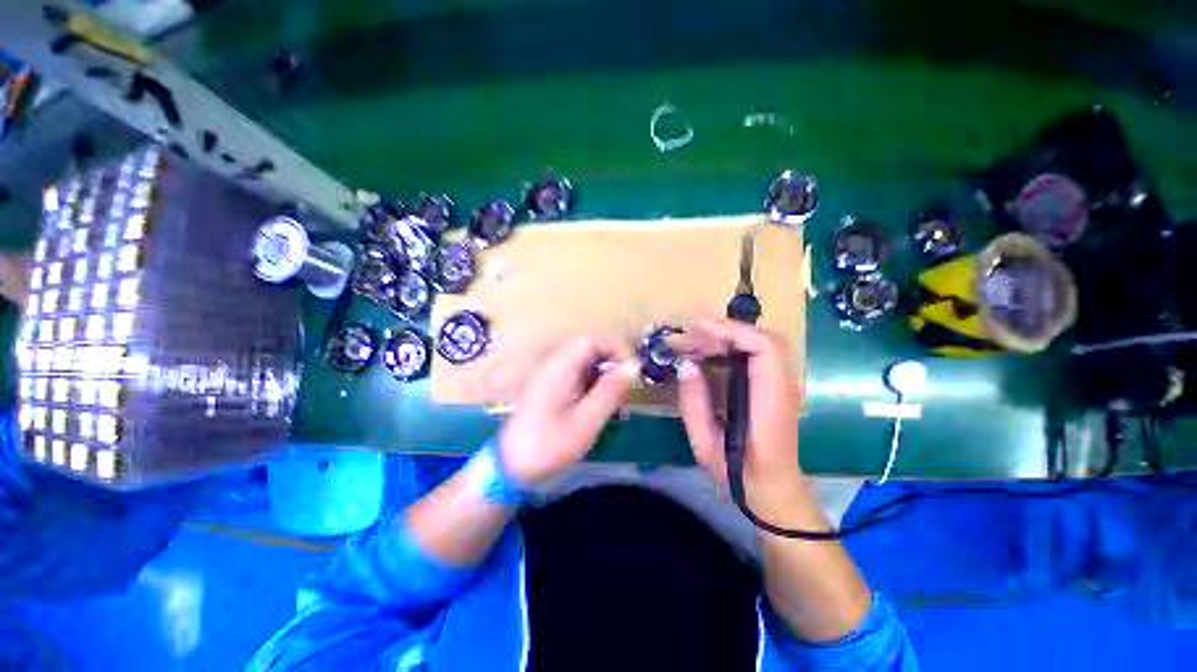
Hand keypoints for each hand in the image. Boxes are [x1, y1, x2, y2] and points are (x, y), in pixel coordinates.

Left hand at [499, 335, 637, 486]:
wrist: (512, 467)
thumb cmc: (550, 445)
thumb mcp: (587, 420)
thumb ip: (611, 390)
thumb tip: (633, 367)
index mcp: (560, 366)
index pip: (594, 339)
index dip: (618, 349)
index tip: (632, 372)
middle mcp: (554, 363)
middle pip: (591, 349)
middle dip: (613, 364)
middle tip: (626, 390)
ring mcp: (551, 374)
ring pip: (586, 362)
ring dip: (604, 376)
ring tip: (615, 403)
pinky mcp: (551, 386)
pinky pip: (578, 375)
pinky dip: (593, 386)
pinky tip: (599, 408)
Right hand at [672, 318, 806, 523]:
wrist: (772, 488)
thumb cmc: (738, 472)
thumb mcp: (705, 443)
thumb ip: (694, 403)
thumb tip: (686, 365)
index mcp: (770, 403)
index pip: (764, 348)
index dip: (731, 331)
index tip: (697, 328)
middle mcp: (782, 386)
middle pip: (762, 338)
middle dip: (722, 329)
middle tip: (686, 333)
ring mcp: (780, 383)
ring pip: (758, 342)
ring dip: (724, 335)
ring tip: (691, 340)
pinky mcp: (771, 384)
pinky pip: (754, 353)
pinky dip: (728, 345)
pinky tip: (706, 351)